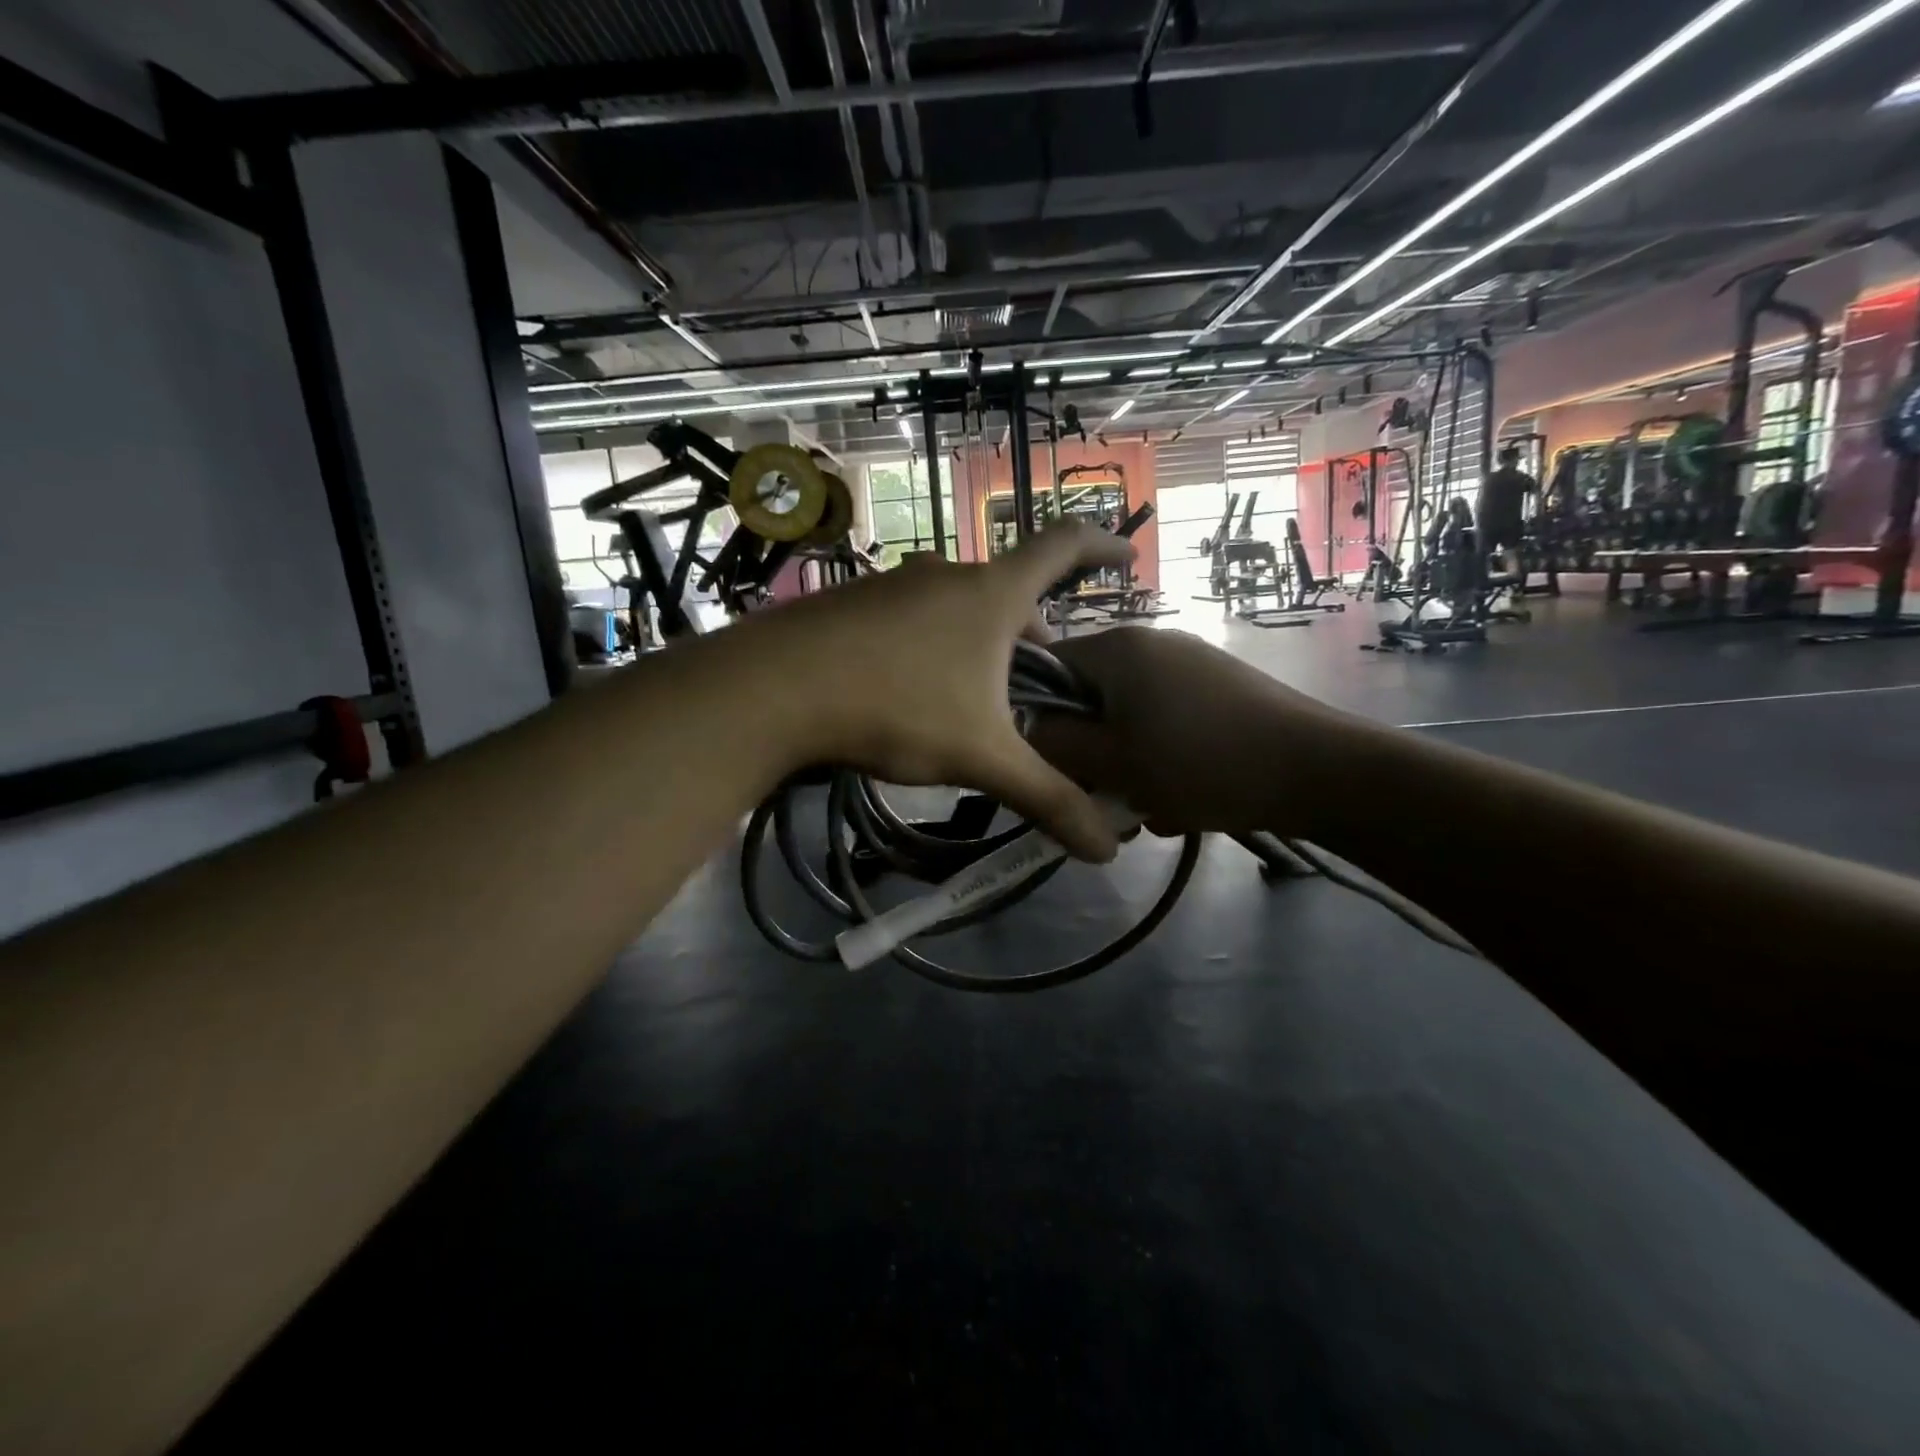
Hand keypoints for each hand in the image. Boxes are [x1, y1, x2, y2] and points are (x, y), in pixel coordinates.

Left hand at [736, 525, 1134, 860]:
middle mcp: (945, 575)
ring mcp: (891, 584)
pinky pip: (910, 618)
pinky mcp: (849, 602)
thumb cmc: (896, 707)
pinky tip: (909, 691)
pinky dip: (931, 645)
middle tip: (1036, 684)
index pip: (1062, 547)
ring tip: (974, 698)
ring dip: (978, 643)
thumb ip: (1048, 799)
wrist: (772, 688)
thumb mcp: (981, 757)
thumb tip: (1108, 852)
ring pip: (956, 608)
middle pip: (1008, 593)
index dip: (1101, 544)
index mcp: (991, 595)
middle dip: (1031, 635)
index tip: (1127, 555)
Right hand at [1025, 627, 1353, 835]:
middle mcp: (1151, 643)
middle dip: (1091, 754)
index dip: (1038, 719)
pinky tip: (1183, 798)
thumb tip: (1029, 732)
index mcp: (1118, 648)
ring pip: (1129, 719)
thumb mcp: (1112, 762)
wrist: (1318, 770)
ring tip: (1149, 810)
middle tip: (1104, 801)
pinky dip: (1162, 759)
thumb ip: (1055, 745)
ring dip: (1127, 766)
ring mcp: (1191, 664)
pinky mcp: (1221, 690)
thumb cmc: (1200, 763)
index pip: (1046, 670)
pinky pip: (1167, 723)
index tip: (1053, 767)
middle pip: (1090, 699)